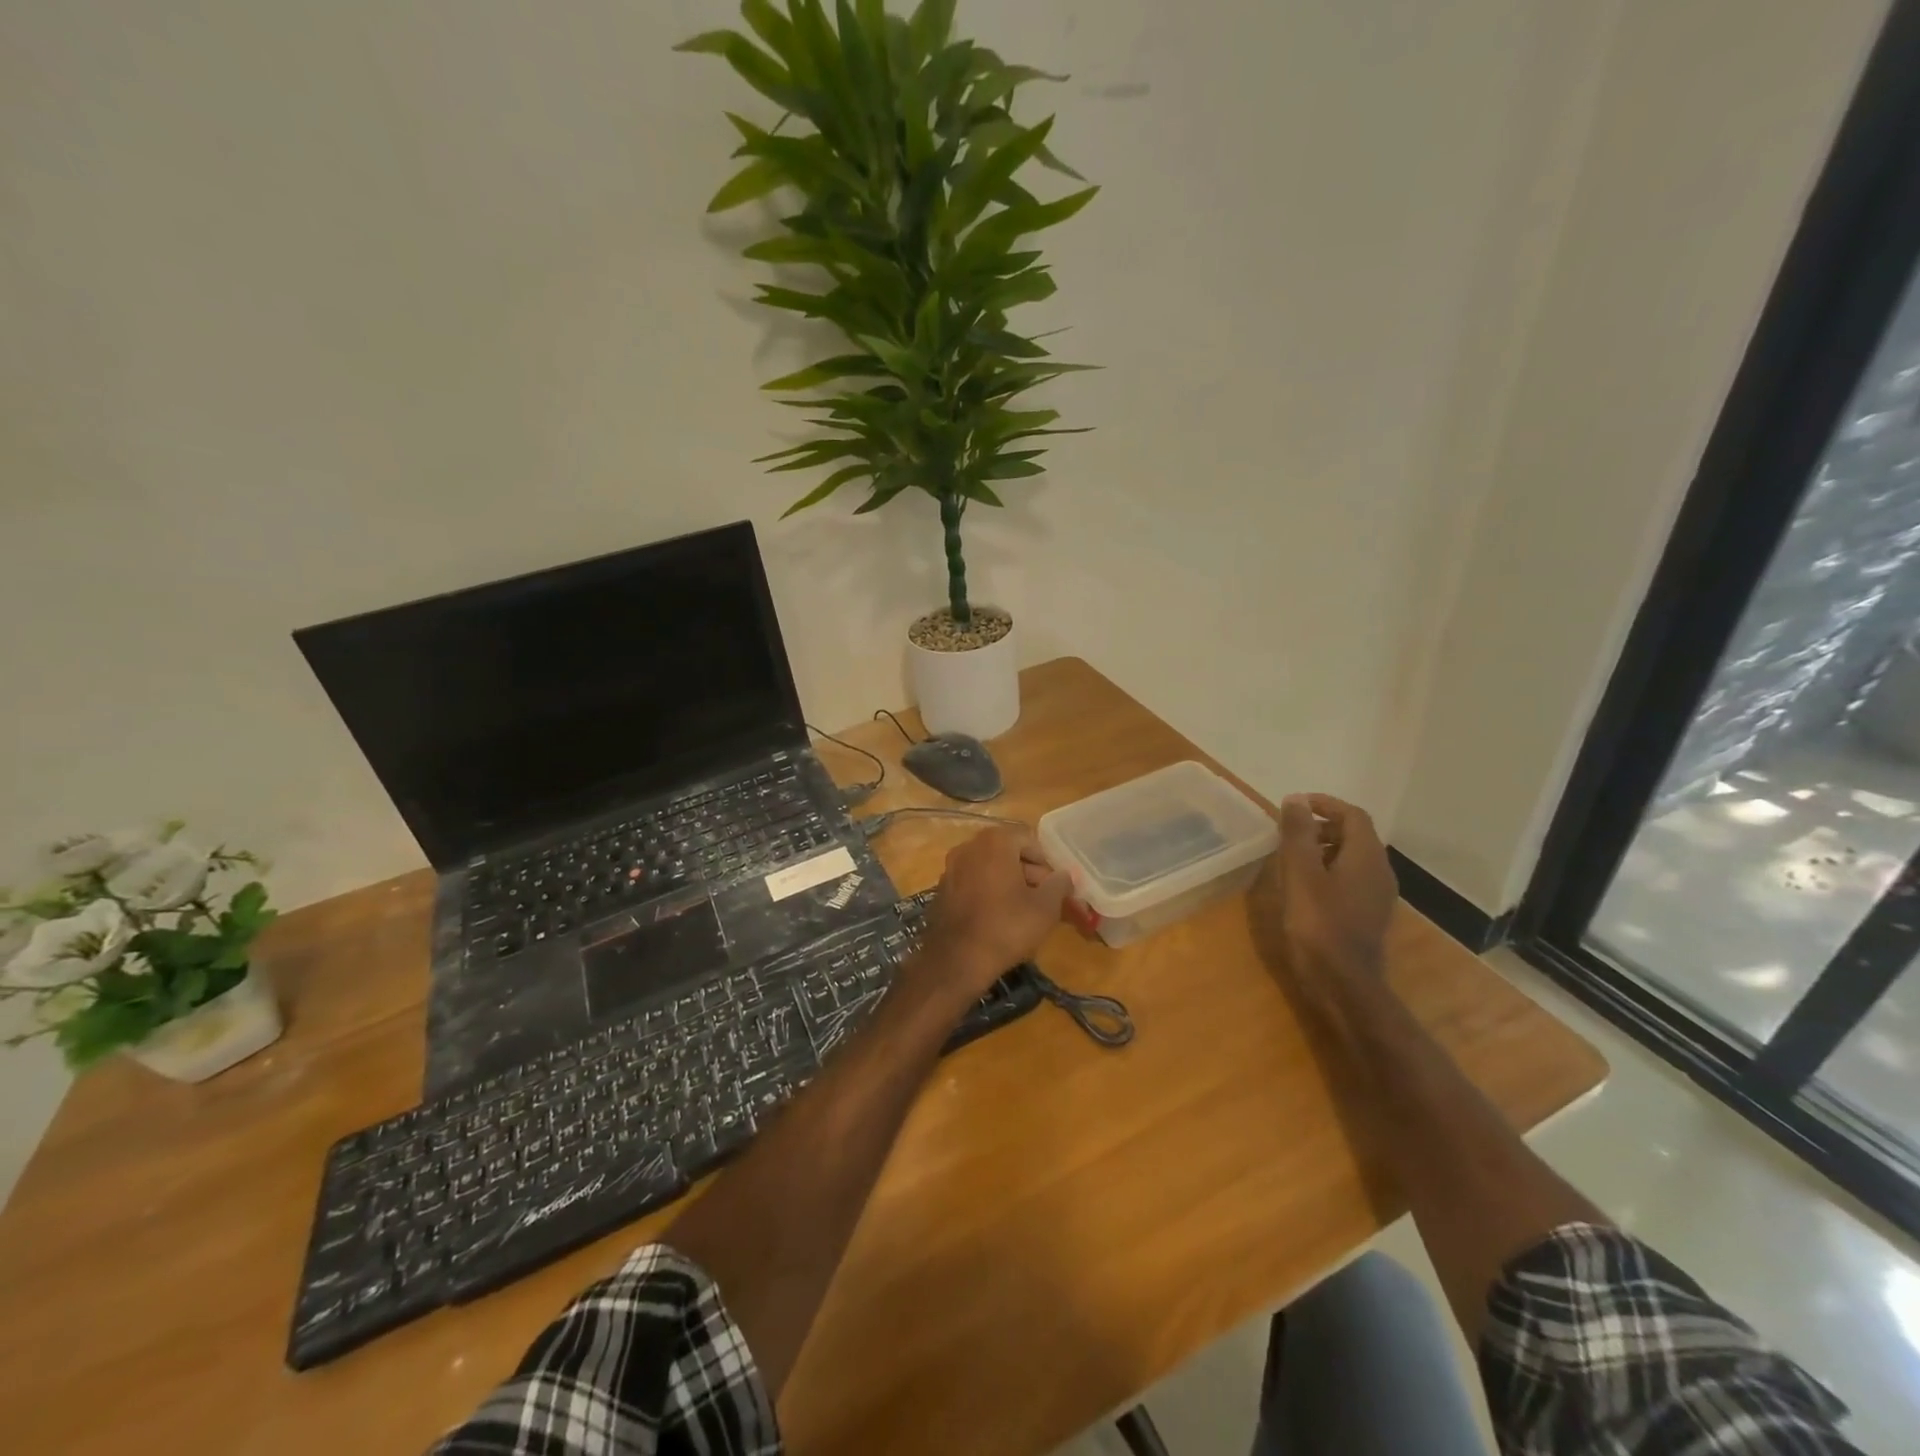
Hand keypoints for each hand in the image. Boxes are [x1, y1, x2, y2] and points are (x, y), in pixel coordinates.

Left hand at [922, 826, 1069, 998]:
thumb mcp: (1046, 907)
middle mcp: (969, 846)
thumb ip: (1059, 884)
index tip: (1055, 886)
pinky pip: (973, 883)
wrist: (957, 960)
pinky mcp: (942, 889)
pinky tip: (998, 918)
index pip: (1029, 840)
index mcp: (995, 842)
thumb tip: (1064, 875)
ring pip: (989, 868)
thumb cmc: (1007, 927)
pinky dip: (988, 893)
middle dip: (1029, 873)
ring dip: (1009, 883)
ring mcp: (951, 868)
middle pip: (1008, 852)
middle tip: (1045, 900)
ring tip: (1025, 911)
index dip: (1046, 863)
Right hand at [1249, 794, 1396, 979]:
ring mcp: (1378, 895)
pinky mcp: (1368, 915)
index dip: (1324, 804)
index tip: (1294, 806)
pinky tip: (1304, 888)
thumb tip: (1295, 799)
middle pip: (1355, 835)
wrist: (1344, 983)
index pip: (1352, 815)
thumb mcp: (1300, 874)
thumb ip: (1298, 834)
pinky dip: (1328, 871)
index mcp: (1367, 856)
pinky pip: (1351, 879)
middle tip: (1288, 833)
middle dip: (1321, 827)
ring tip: (1290, 859)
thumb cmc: (1319, 924)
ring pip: (1352, 858)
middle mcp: (1380, 871)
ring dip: (1323, 850)